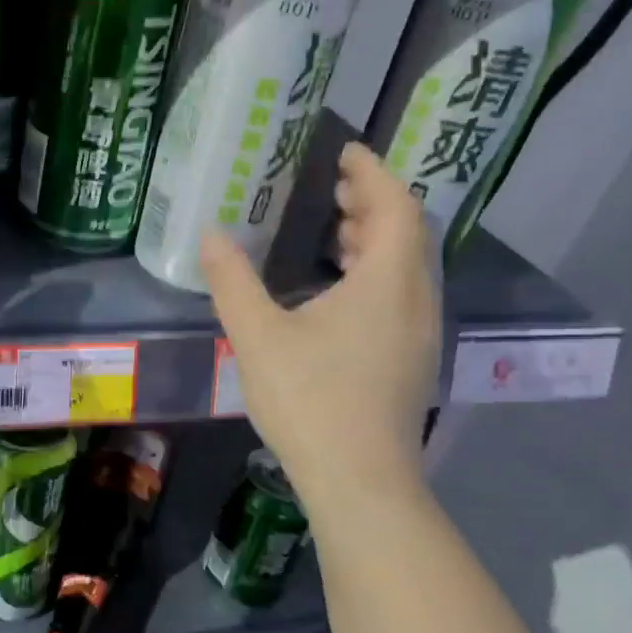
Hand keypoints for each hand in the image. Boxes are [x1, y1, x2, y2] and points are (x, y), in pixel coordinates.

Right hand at [201, 142, 438, 502]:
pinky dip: (377, 276)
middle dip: (373, 204)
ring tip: (337, 234)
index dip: (373, 173)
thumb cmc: (311, 399)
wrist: (359, 480)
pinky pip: (402, 297)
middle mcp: (416, 300)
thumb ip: (233, 281)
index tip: (346, 152)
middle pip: (407, 234)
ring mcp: (420, 335)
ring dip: (377, 241)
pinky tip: (340, 295)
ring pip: (407, 269)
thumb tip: (211, 235)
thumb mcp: (258, 336)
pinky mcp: (412, 363)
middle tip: (335, 189)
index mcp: (387, 282)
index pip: (395, 205)